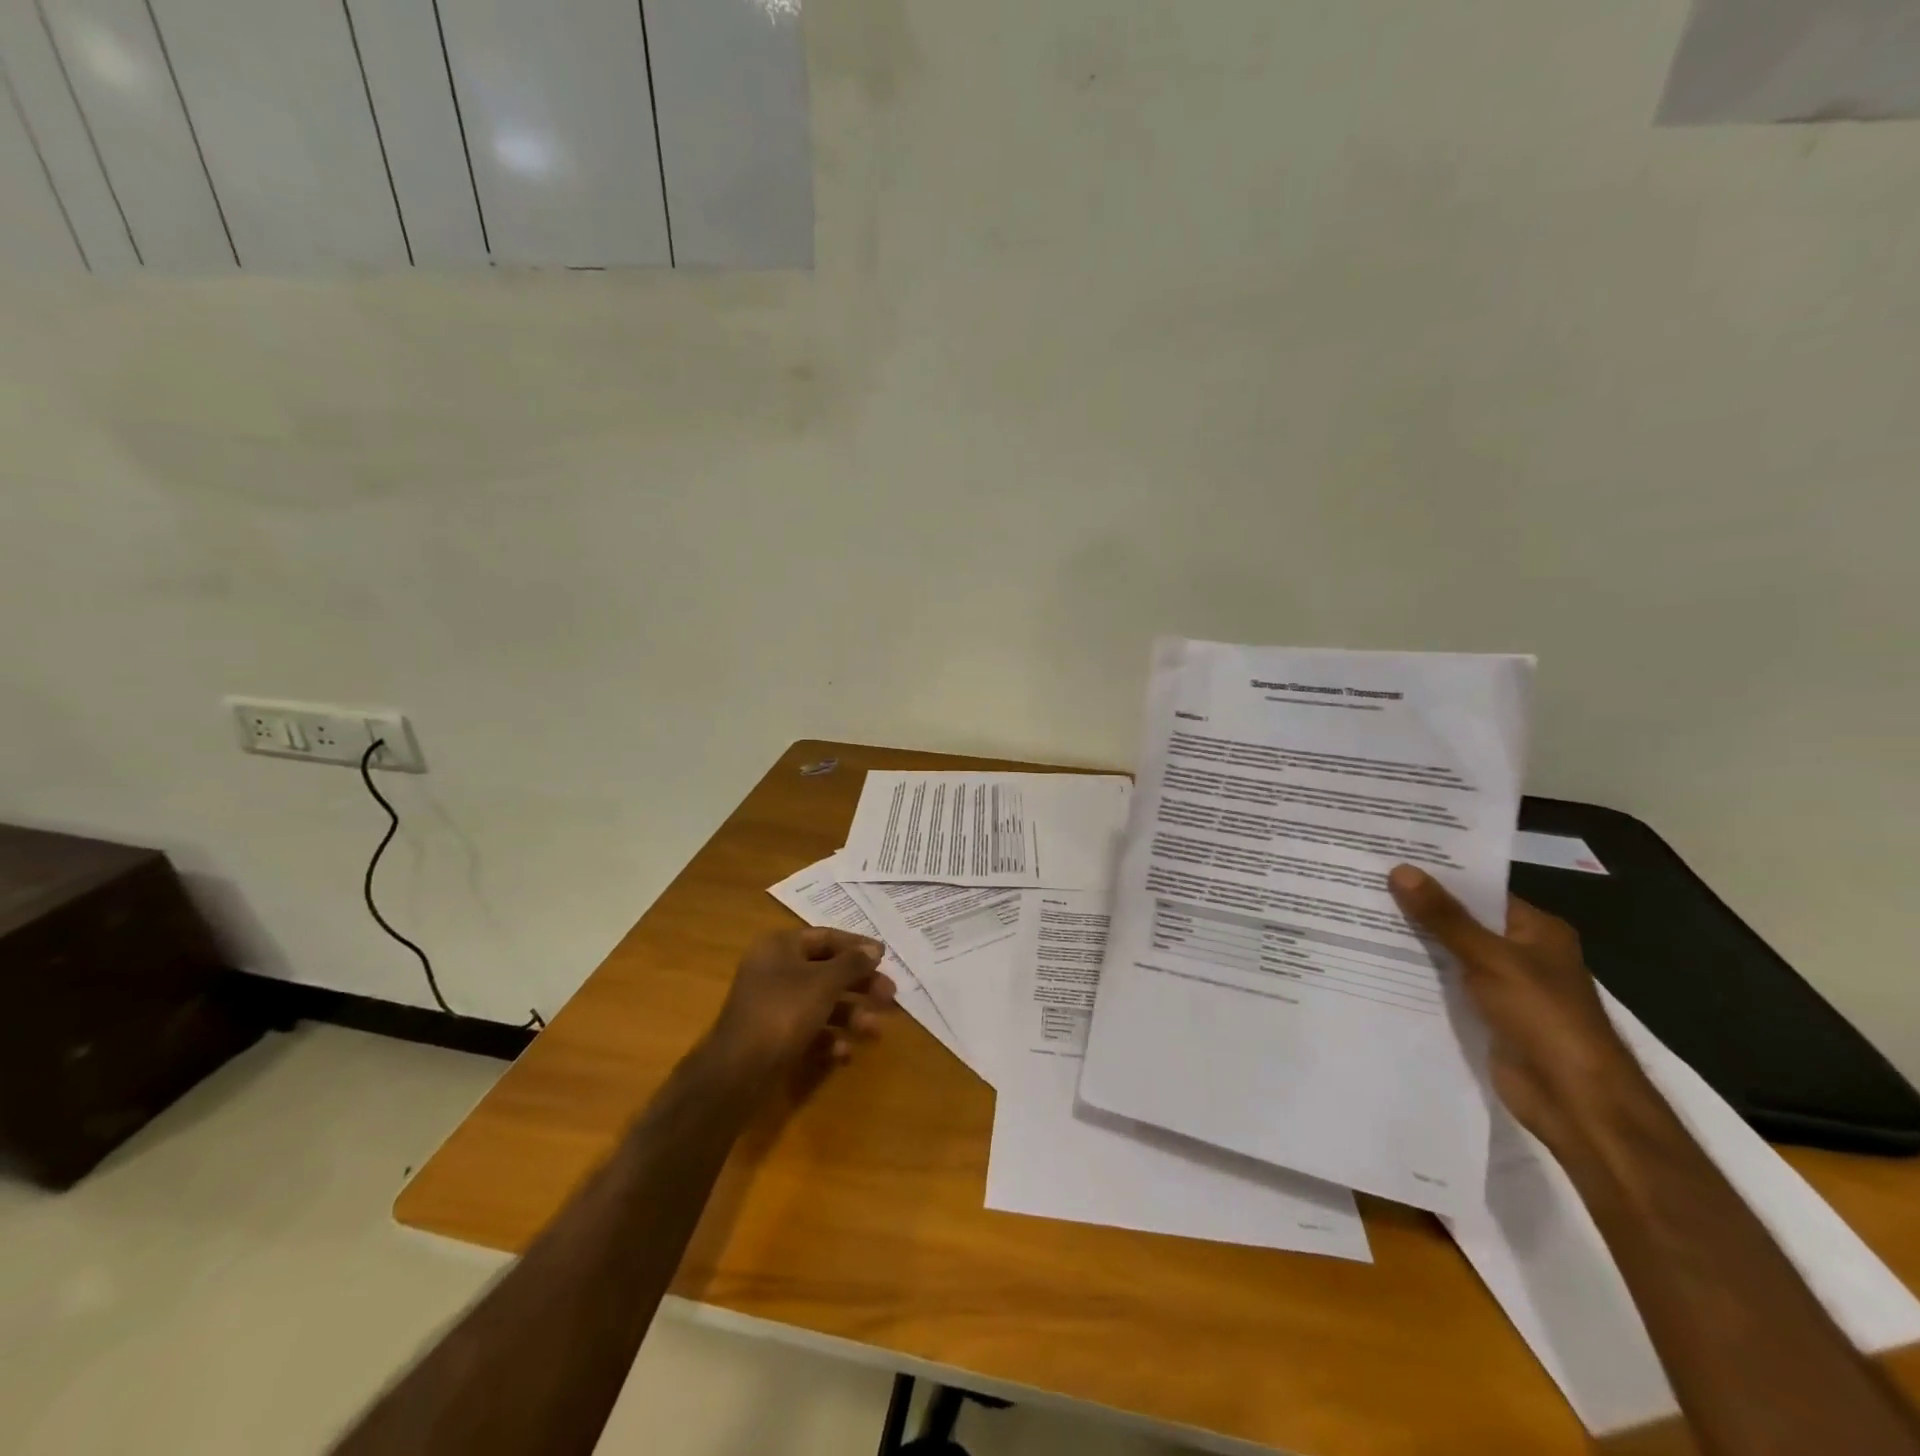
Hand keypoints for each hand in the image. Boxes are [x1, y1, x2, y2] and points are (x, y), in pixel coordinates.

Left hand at [706, 927, 894, 1074]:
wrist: (737, 1071)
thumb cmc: (783, 1012)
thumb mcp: (824, 982)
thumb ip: (852, 963)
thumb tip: (874, 949)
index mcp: (781, 947)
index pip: (826, 937)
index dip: (857, 946)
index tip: (885, 958)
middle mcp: (775, 970)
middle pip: (827, 971)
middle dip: (860, 984)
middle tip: (890, 996)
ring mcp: (773, 1005)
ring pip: (821, 1002)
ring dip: (851, 1015)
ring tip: (875, 1031)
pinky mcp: (774, 1036)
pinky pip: (809, 1030)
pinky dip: (829, 1038)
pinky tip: (844, 1053)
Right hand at [1388, 864, 1651, 1156]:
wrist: (1574, 1099)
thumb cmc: (1544, 1017)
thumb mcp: (1490, 958)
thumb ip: (1444, 917)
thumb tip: (1400, 870)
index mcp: (1536, 930)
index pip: (1480, 890)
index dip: (1438, 875)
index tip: (1389, 858)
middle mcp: (1521, 952)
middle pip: (1462, 920)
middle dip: (1417, 906)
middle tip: (1363, 882)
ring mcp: (1502, 985)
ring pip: (1449, 952)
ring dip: (1413, 940)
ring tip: (1358, 914)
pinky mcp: (1484, 1014)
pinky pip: (1444, 984)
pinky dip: (1416, 974)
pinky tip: (1374, 959)